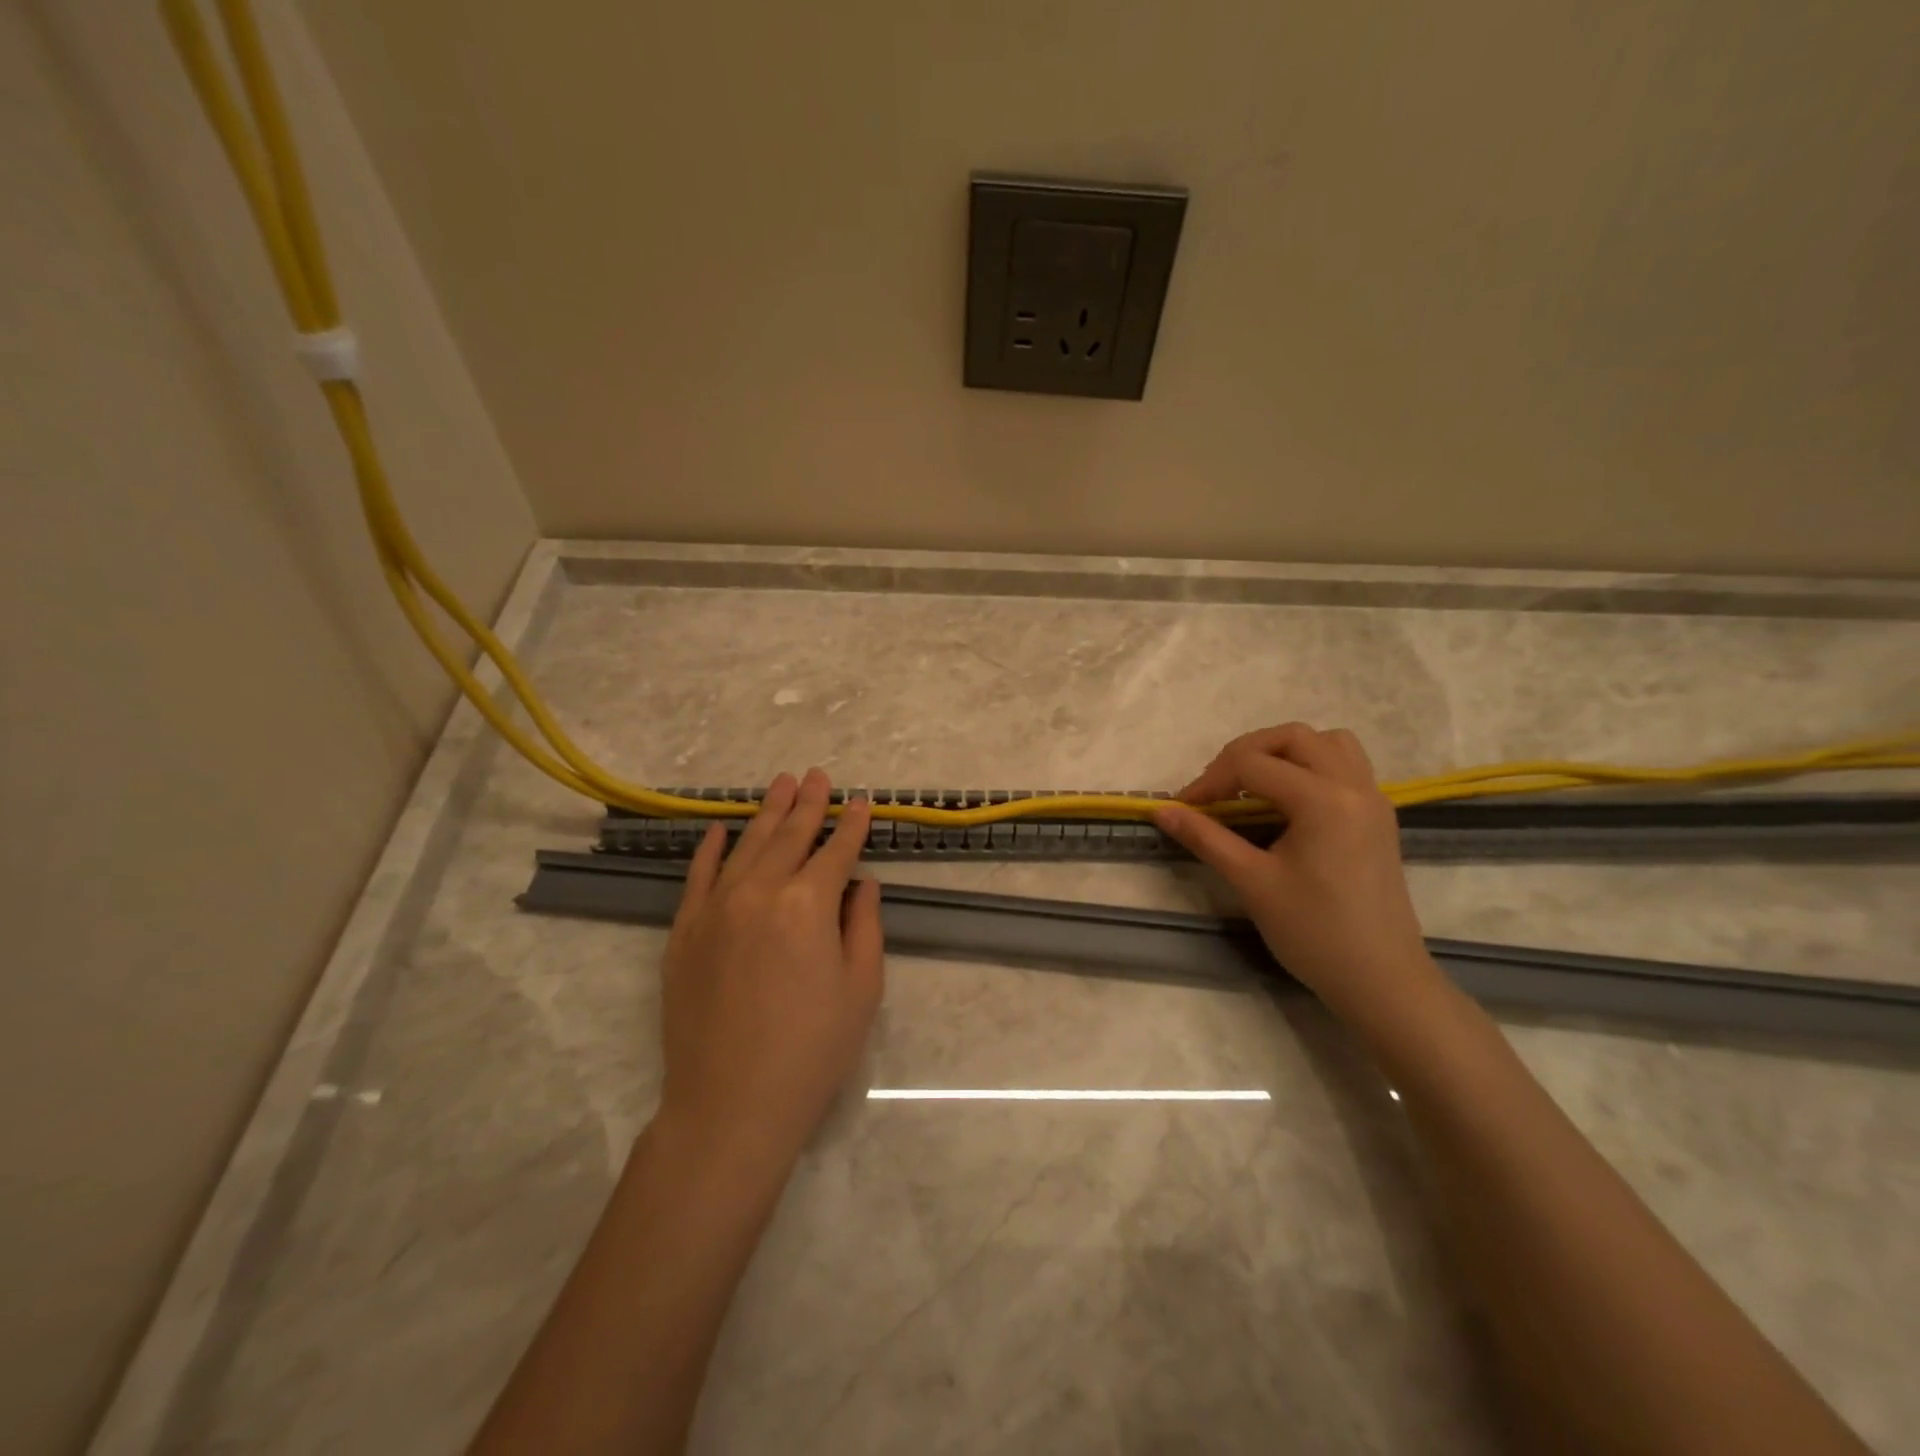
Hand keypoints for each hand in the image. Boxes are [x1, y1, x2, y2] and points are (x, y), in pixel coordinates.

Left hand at [657, 769, 883, 1172]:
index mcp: (809, 904)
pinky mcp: (683, 931)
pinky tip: (718, 829)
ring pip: (746, 846)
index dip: (852, 825)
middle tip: (818, 775)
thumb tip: (861, 884)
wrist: (730, 1104)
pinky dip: (708, 849)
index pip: (836, 851)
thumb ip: (864, 925)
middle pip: (790, 836)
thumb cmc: (812, 1050)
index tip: (862, 802)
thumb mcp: (861, 988)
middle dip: (809, 804)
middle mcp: (760, 891)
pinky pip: (697, 876)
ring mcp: (715, 908)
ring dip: (767, 813)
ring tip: (781, 785)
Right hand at [1153, 724, 1437, 1017]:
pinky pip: (1345, 765)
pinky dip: (1310, 766)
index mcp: (1323, 799)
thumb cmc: (1314, 932)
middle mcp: (1353, 785)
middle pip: (1291, 737)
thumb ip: (1205, 837)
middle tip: (1217, 790)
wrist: (1381, 980)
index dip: (1210, 781)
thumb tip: (1162, 811)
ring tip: (1254, 786)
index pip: (1252, 764)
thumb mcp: (1252, 882)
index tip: (1184, 808)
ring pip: (1326, 743)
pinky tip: (1287, 802)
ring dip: (1284, 752)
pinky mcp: (1378, 816)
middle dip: (1245, 754)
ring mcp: (1372, 799)